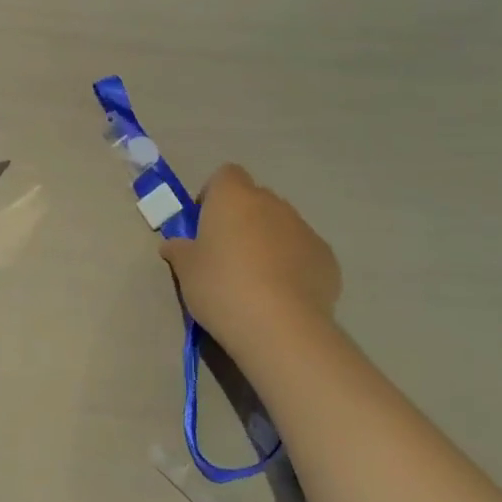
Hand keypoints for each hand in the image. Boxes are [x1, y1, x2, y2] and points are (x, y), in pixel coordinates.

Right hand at [159, 165, 340, 365]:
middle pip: (254, 200)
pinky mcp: (327, 258)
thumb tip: (174, 245)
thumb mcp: (185, 269)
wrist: (280, 326)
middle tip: (226, 254)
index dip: (213, 194)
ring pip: (281, 225)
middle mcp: (272, 204)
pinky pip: (303, 252)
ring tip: (256, 280)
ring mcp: (304, 229)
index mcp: (234, 197)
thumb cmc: (221, 286)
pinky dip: (292, 265)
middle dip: (242, 219)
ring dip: (268, 241)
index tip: (204, 223)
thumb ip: (179, 249)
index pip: (226, 175)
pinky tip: (282, 295)